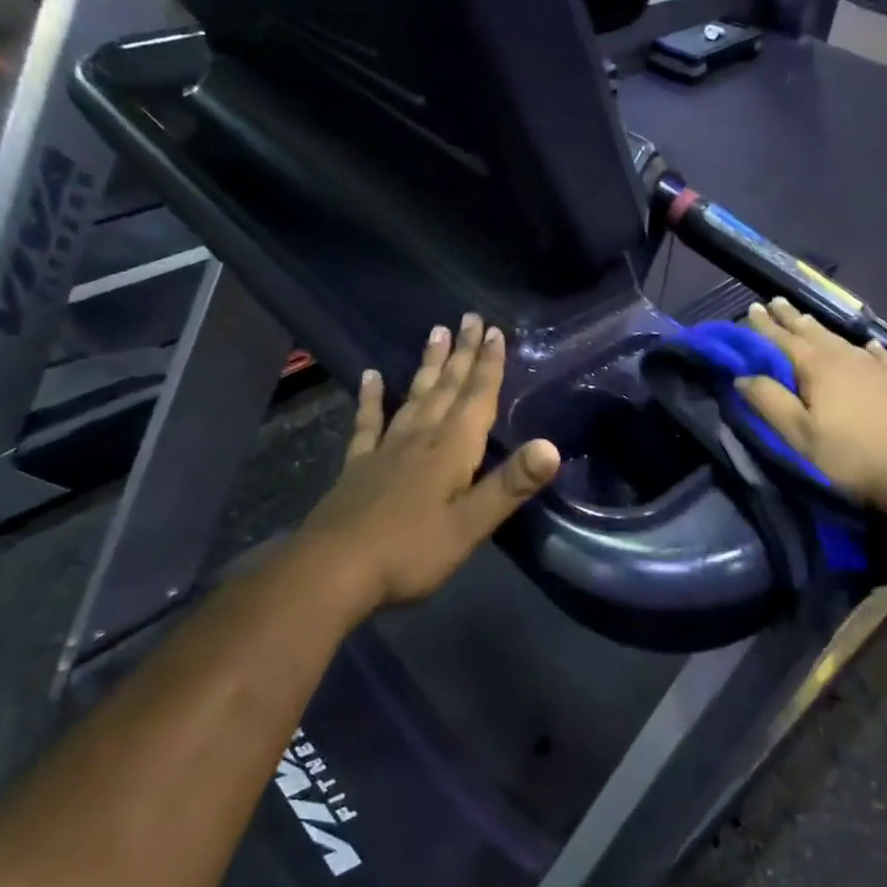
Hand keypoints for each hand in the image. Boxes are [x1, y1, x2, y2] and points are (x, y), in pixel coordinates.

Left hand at [298, 314, 560, 617]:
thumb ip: (510, 485)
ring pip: (414, 396)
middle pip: (447, 388)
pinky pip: (368, 422)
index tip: (495, 332)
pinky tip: (371, 376)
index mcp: (451, 450)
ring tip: (435, 332)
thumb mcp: (470, 525)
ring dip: (429, 365)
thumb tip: (552, 446)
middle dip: (462, 353)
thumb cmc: (411, 551)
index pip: (477, 398)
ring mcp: (386, 449)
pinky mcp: (359, 465)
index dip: (488, 366)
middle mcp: (420, 438)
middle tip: (470, 317)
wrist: (334, 569)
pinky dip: (371, 397)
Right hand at [735, 297, 886, 521]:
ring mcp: (878, 368)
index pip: (783, 339)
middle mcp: (847, 358)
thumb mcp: (800, 435)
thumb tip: (742, 375)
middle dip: (791, 318)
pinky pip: (879, 356)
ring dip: (820, 329)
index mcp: (817, 368)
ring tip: (807, 319)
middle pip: (812, 332)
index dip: (764, 326)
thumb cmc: (853, 457)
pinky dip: (867, 348)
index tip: (750, 309)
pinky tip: (868, 345)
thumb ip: (769, 402)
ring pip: (841, 340)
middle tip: (774, 301)